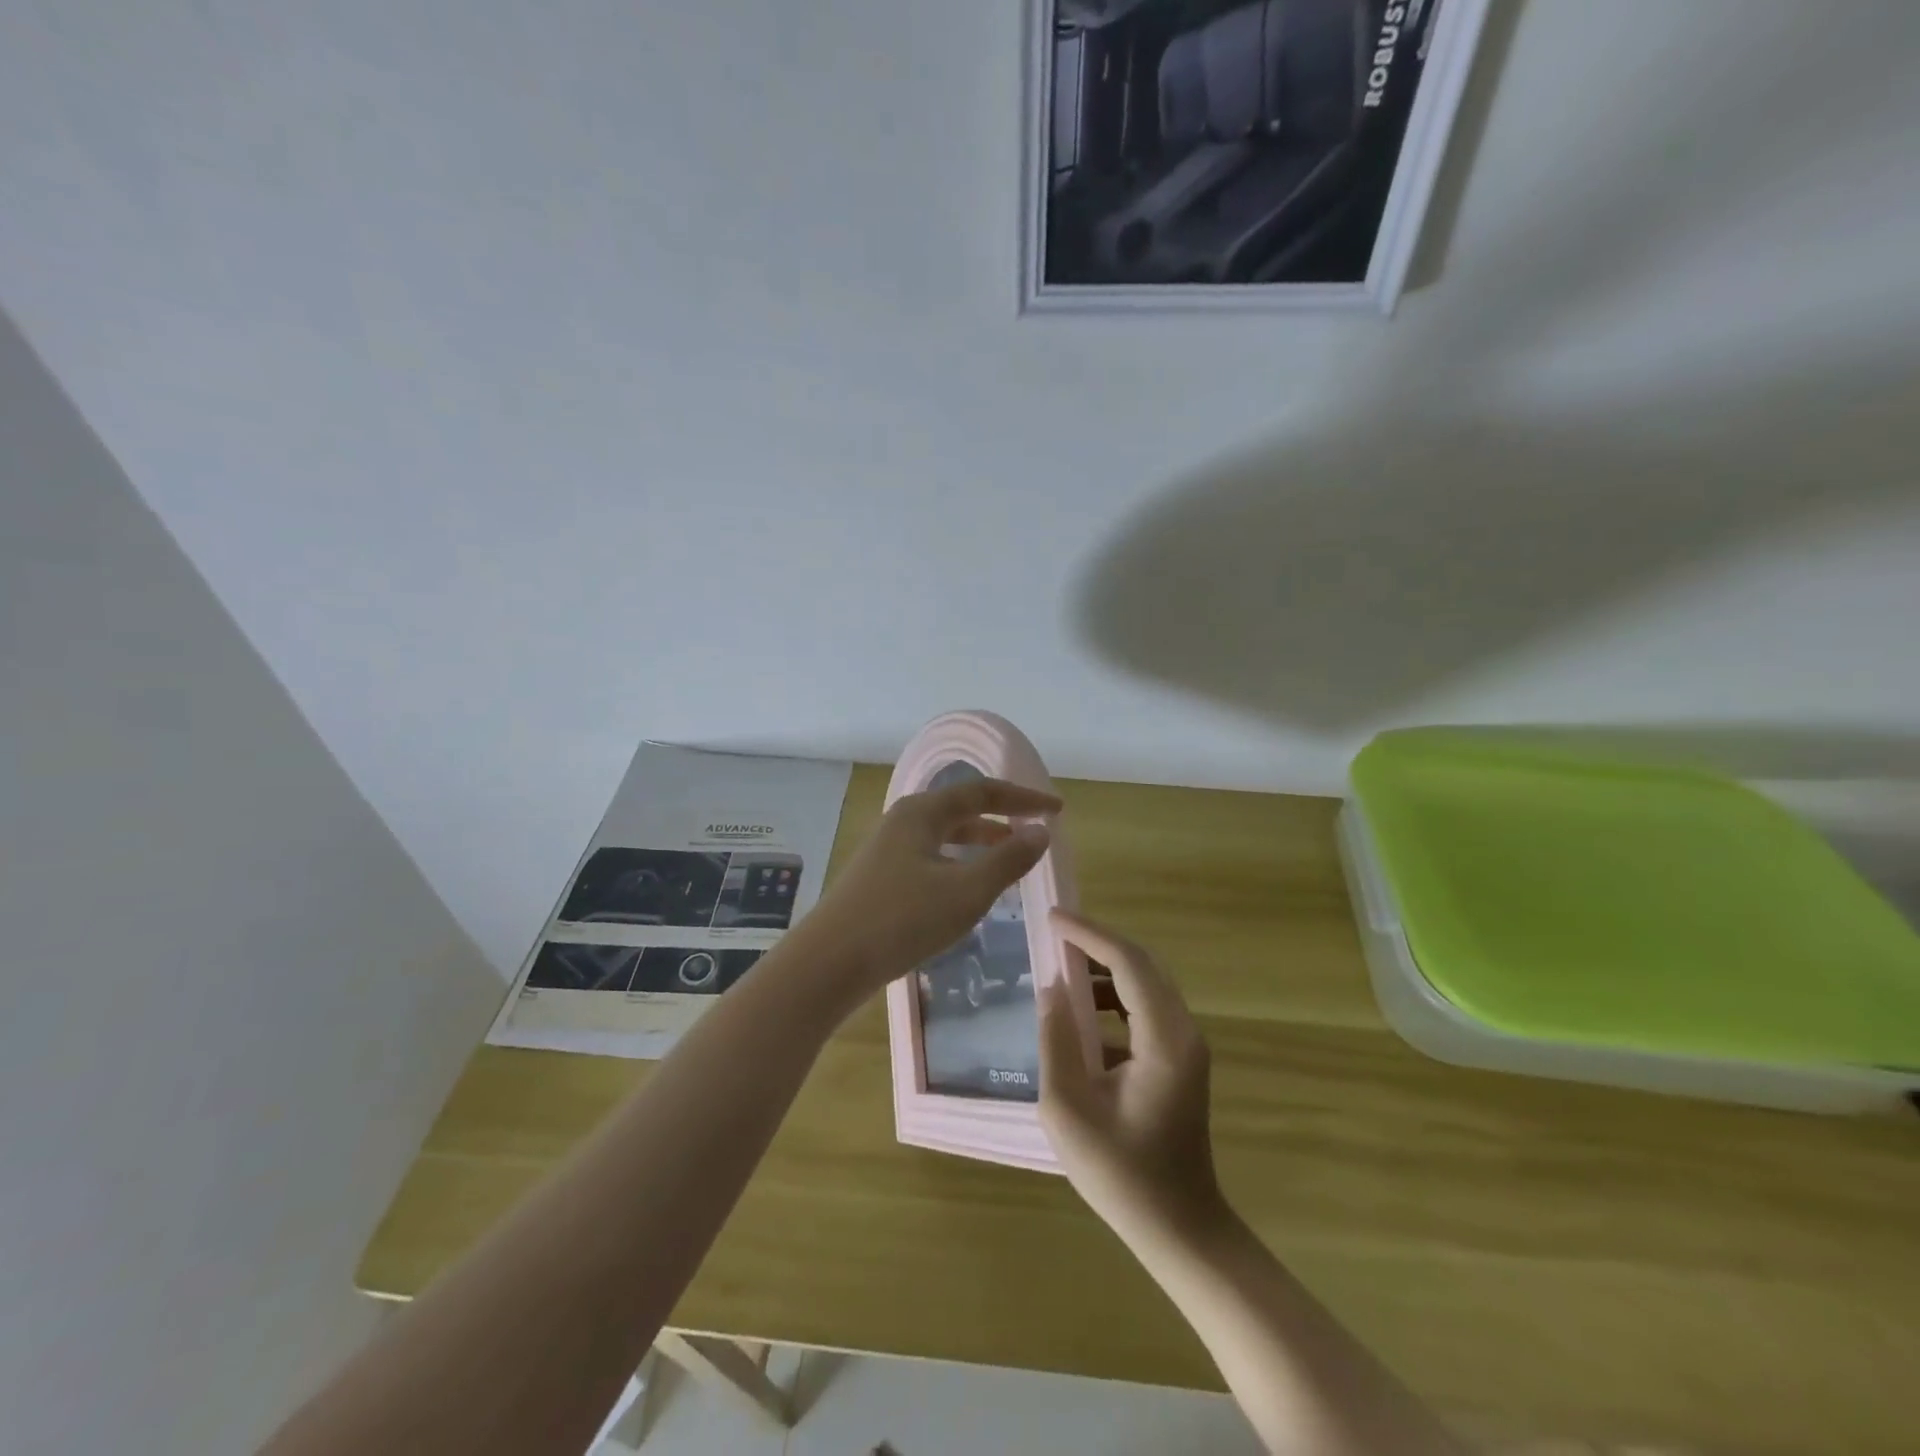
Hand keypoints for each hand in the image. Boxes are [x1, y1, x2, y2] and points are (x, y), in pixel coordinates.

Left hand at [802, 775, 1059, 995]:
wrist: (829, 962)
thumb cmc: (901, 920)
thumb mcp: (965, 891)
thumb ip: (1007, 860)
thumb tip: (1040, 832)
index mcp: (922, 812)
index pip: (982, 792)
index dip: (1023, 799)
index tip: (1056, 810)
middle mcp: (904, 821)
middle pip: (961, 809)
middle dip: (1001, 818)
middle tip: (1035, 833)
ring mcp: (888, 850)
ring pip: (945, 835)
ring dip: (980, 842)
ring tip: (1010, 859)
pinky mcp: (881, 877)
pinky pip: (932, 857)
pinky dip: (959, 864)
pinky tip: (969, 889)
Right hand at [1039, 911, 1224, 1241]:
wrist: (1181, 1229)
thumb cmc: (1122, 1176)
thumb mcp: (1069, 1110)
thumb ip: (1057, 1041)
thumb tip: (1051, 989)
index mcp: (1164, 1040)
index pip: (1128, 963)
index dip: (1089, 934)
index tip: (1052, 918)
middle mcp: (1184, 1032)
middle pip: (1142, 965)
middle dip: (1097, 944)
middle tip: (1053, 936)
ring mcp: (1187, 1045)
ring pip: (1146, 984)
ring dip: (1105, 969)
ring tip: (1060, 969)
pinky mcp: (1180, 1059)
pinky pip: (1146, 1009)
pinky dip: (1114, 997)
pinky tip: (1081, 1014)